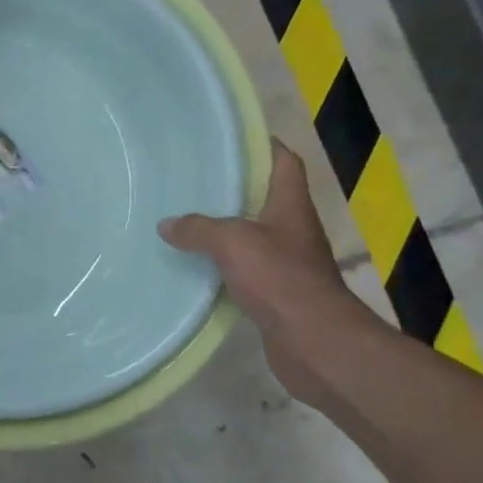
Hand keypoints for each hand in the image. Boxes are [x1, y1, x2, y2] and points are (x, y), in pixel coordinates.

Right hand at [158, 141, 381, 401]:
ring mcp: (286, 263)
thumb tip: (167, 225)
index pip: (284, 162)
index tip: (230, 139)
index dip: (263, 146)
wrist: (315, 343)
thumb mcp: (232, 242)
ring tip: (184, 219)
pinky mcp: (276, 294)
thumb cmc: (280, 279)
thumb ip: (198, 228)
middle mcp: (292, 230)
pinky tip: (194, 266)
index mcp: (290, 206)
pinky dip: (222, 266)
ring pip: (251, 235)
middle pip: (264, 198)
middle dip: (232, 188)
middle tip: (193, 179)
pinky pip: (244, 270)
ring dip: (224, 229)